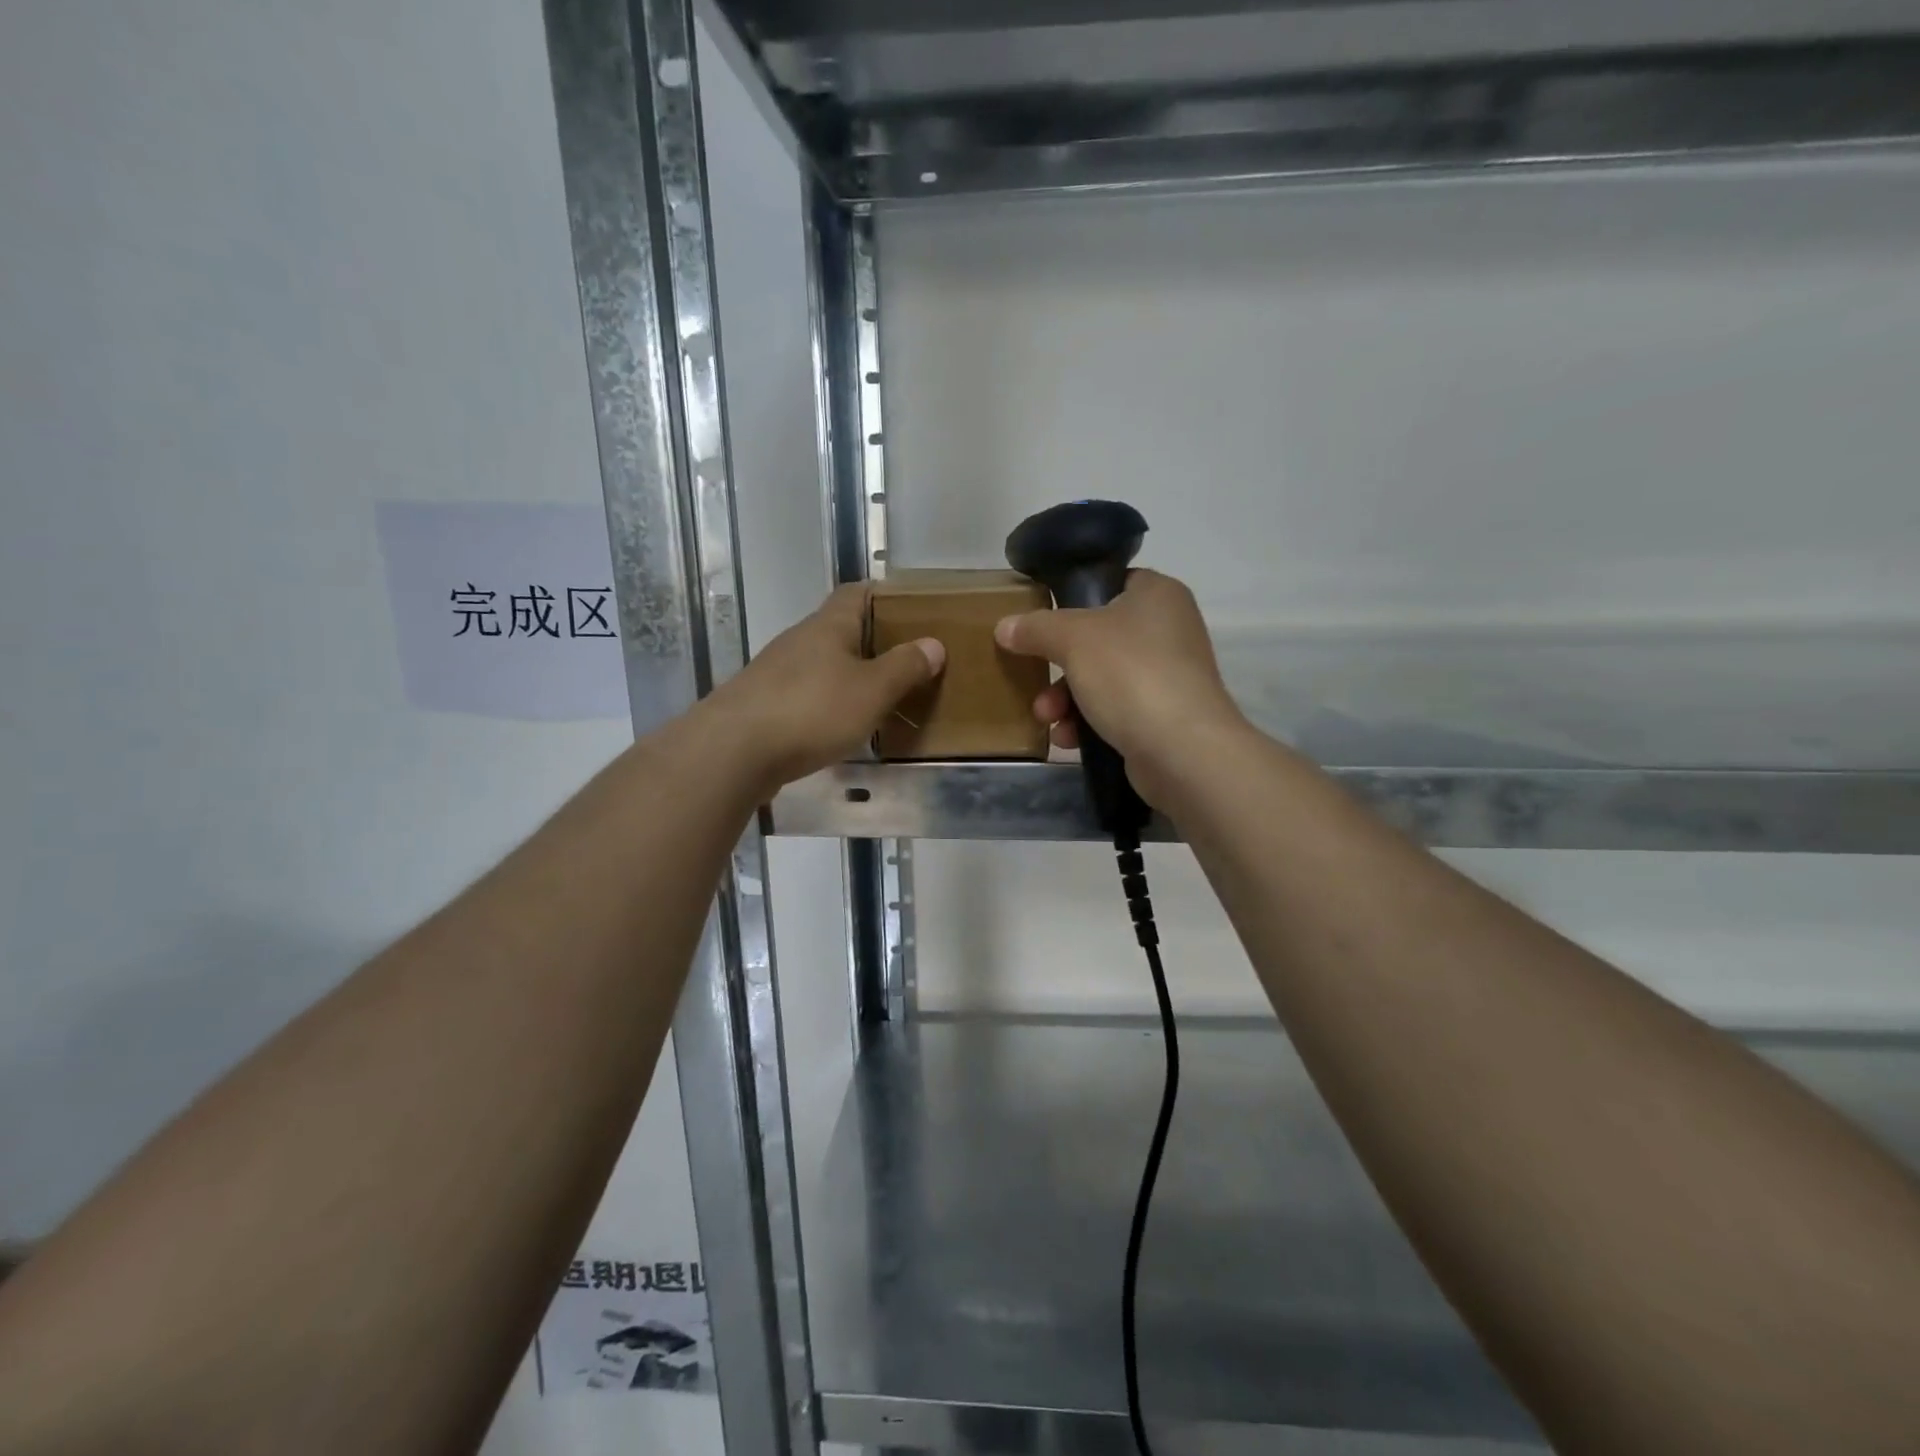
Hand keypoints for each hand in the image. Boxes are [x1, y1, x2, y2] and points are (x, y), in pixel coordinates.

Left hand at [703, 584, 944, 792]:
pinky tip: (836, 728)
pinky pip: (802, 696)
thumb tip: (934, 644)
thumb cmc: (811, 710)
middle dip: (870, 642)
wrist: (732, 751)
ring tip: (876, 698)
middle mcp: (798, 641)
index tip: (910, 610)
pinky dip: (824, 705)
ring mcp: (774, 673)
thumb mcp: (872, 690)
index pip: (856, 593)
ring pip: (819, 665)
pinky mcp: (760, 705)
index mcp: (827, 626)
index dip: (882, 595)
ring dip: (845, 676)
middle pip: (838, 630)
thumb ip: (904, 667)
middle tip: (904, 661)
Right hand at [994, 569, 1246, 802]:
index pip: (1110, 582)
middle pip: (1098, 637)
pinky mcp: (1166, 716)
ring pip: (1103, 677)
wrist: (1183, 750)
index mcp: (1157, 594)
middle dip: (1058, 665)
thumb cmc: (1130, 674)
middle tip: (1034, 679)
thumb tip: (1005, 626)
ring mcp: (1170, 675)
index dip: (1074, 598)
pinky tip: (1068, 740)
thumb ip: (1036, 628)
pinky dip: (1089, 722)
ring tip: (1047, 718)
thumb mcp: (1072, 640)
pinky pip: (1117, 710)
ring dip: (1067, 698)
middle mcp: (1169, 629)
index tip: (1041, 621)